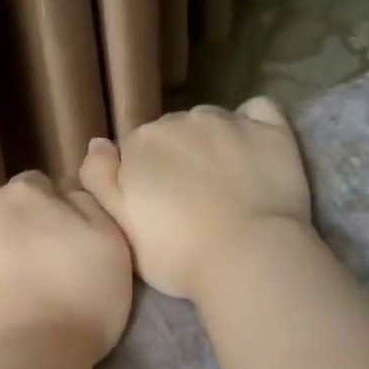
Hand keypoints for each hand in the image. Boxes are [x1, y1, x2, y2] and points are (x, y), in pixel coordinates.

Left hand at [0, 171, 134, 368]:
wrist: (25, 361)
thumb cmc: (80, 302)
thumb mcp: (112, 243)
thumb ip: (88, 204)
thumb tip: (66, 192)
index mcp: (23, 194)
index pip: (37, 187)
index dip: (51, 213)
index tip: (62, 245)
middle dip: (14, 229)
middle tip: (36, 271)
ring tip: (7, 294)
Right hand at [79, 98, 311, 300]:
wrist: (247, 257)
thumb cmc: (176, 253)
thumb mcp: (118, 225)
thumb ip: (99, 179)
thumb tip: (97, 143)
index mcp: (140, 143)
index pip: (133, 151)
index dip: (142, 179)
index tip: (155, 209)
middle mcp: (180, 120)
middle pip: (171, 133)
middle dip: (176, 159)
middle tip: (189, 202)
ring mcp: (229, 121)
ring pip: (210, 121)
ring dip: (210, 143)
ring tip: (223, 183)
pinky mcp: (271, 130)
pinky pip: (258, 111)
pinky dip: (252, 123)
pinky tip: (253, 149)